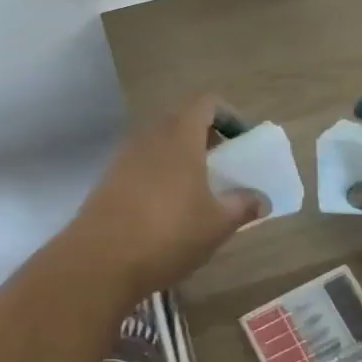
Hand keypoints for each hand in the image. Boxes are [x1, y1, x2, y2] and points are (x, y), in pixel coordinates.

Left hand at [63, 95, 265, 302]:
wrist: (100, 259)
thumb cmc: (169, 232)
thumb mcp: (217, 223)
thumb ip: (243, 205)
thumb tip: (261, 199)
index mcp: (180, 134)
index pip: (206, 102)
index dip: (228, 115)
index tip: (242, 141)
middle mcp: (151, 134)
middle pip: (183, 120)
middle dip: (206, 138)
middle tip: (224, 167)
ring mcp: (126, 154)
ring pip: (161, 143)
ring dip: (182, 157)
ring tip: (199, 191)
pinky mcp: (110, 177)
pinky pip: (143, 163)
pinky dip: (161, 174)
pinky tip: (168, 210)